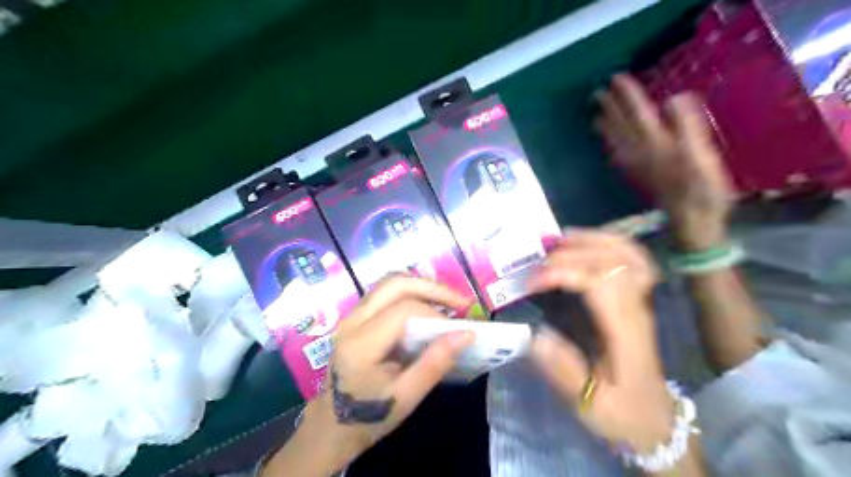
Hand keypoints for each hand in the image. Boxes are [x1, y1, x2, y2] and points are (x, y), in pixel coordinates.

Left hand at [309, 275, 477, 465]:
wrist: (332, 425)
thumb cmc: (370, 415)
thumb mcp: (407, 396)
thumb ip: (435, 362)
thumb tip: (466, 334)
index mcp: (362, 343)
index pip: (404, 310)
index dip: (435, 315)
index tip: (456, 331)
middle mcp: (353, 321)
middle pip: (395, 284)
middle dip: (432, 288)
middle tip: (460, 302)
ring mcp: (351, 316)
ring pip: (389, 283)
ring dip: (421, 287)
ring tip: (446, 302)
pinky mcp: (355, 317)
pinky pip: (384, 293)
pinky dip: (409, 293)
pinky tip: (426, 307)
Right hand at [530, 234, 675, 451]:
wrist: (657, 420)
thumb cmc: (624, 413)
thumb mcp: (592, 407)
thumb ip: (565, 373)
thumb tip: (535, 335)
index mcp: (625, 332)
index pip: (601, 282)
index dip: (563, 273)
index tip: (533, 283)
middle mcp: (637, 307)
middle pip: (614, 259)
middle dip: (570, 253)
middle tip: (537, 263)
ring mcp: (641, 299)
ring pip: (628, 252)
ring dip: (590, 239)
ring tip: (556, 242)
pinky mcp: (637, 298)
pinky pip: (630, 256)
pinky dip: (605, 241)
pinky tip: (582, 244)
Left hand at [594, 74, 733, 250]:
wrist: (691, 221)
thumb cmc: (702, 188)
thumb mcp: (702, 153)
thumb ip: (687, 125)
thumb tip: (673, 98)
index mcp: (657, 143)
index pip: (639, 113)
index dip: (628, 95)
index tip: (616, 78)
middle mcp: (641, 152)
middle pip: (622, 125)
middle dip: (610, 107)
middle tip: (597, 92)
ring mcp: (638, 165)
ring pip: (617, 140)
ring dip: (606, 125)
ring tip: (596, 114)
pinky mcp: (639, 176)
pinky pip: (619, 156)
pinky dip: (611, 146)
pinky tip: (609, 145)